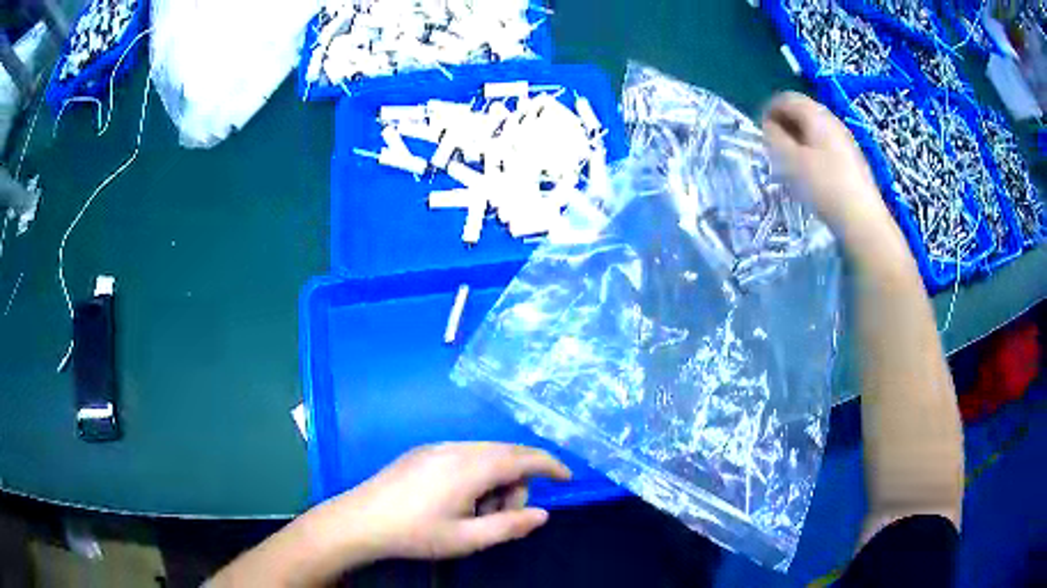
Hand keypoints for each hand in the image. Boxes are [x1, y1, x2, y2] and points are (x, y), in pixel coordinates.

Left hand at [335, 442, 571, 560]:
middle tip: (502, 516)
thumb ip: (510, 525)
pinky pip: (464, 455)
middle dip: (517, 482)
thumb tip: (542, 514)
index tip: (568, 478)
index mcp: (471, 467)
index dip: (550, 465)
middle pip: (506, 454)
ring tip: (475, 513)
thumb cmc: (415, 533)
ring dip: (495, 480)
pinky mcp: (423, 451)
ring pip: (485, 454)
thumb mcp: (467, 539)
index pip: (523, 457)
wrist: (359, 521)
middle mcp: (457, 447)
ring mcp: (437, 446)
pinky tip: (457, 500)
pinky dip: (476, 474)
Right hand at [762, 92, 898, 247]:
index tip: (761, 133)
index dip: (769, 110)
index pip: (786, 98)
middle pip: (802, 112)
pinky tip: (811, 175)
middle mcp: (832, 121)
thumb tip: (768, 126)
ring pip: (815, 130)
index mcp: (816, 115)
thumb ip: (774, 138)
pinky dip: (812, 152)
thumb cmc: (824, 186)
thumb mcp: (790, 161)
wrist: (862, 220)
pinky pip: (826, 146)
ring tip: (790, 163)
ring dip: (798, 140)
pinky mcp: (852, 160)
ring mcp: (845, 140)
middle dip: (784, 125)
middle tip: (773, 148)